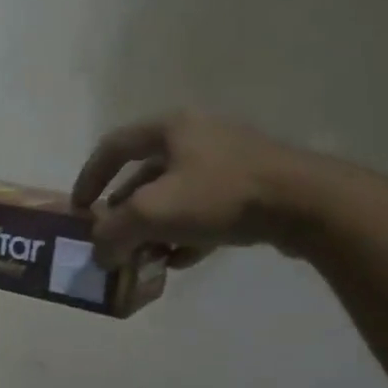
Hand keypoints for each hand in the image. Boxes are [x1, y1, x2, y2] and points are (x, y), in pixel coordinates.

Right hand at [70, 110, 316, 266]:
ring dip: (154, 227)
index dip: (89, 178)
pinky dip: (187, 233)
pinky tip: (182, 259)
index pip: (112, 147)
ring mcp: (229, 161)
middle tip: (114, 239)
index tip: (79, 210)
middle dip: (124, 212)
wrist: (308, 205)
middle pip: (144, 175)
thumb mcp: (152, 213)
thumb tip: (100, 253)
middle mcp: (198, 136)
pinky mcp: (253, 187)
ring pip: (175, 195)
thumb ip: (113, 233)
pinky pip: (205, 209)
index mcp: (171, 129)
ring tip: (145, 254)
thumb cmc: (220, 196)